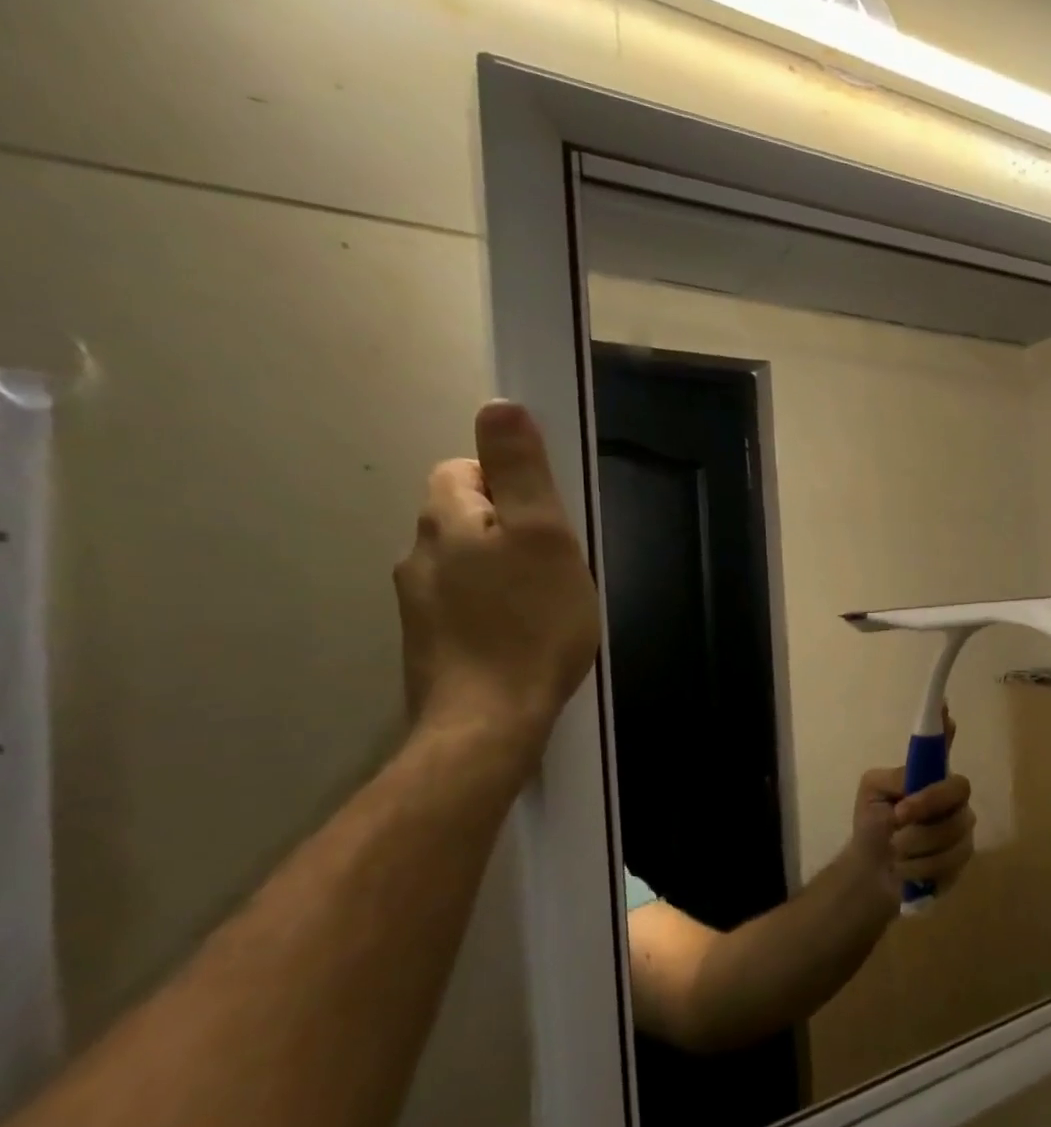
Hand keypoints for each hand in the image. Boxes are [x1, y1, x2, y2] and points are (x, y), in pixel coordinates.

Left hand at [394, 401, 600, 750]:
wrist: (489, 721)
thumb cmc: (531, 623)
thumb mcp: (544, 536)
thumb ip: (521, 471)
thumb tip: (498, 405)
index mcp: (446, 520)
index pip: (465, 469)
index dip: (510, 483)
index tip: (548, 519)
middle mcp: (419, 554)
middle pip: (464, 516)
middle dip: (509, 528)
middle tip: (556, 564)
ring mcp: (418, 604)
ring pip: (465, 563)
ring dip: (501, 570)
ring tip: (544, 604)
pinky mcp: (430, 644)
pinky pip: (465, 604)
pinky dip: (492, 608)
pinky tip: (521, 635)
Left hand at [847, 711, 975, 906]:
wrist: (872, 872)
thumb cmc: (873, 825)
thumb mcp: (872, 795)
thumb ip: (894, 780)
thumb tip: (914, 773)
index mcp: (929, 775)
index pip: (943, 745)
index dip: (946, 726)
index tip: (945, 708)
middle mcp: (952, 796)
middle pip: (958, 789)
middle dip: (927, 804)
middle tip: (899, 816)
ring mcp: (961, 826)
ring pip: (952, 830)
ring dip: (915, 843)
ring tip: (895, 850)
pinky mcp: (962, 858)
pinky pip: (950, 860)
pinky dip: (920, 868)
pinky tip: (906, 869)